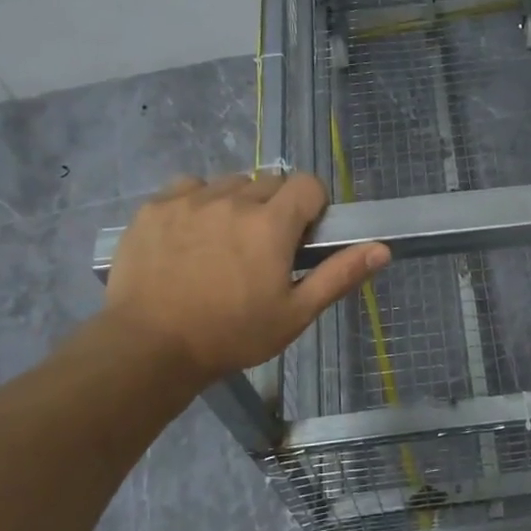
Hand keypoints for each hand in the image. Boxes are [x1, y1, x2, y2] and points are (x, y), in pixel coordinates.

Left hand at [103, 172, 388, 385]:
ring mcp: (189, 200)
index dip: (312, 206)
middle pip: (268, 182)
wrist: (148, 348)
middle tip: (262, 248)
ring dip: (236, 203)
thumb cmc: (230, 334)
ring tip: (224, 242)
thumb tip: (382, 248)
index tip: (301, 236)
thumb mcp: (294, 314)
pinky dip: (197, 203)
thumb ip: (339, 275)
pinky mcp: (155, 207)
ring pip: (229, 183)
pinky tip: (190, 235)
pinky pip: (188, 187)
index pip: (307, 184)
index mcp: (270, 224)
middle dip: (274, 208)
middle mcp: (232, 200)